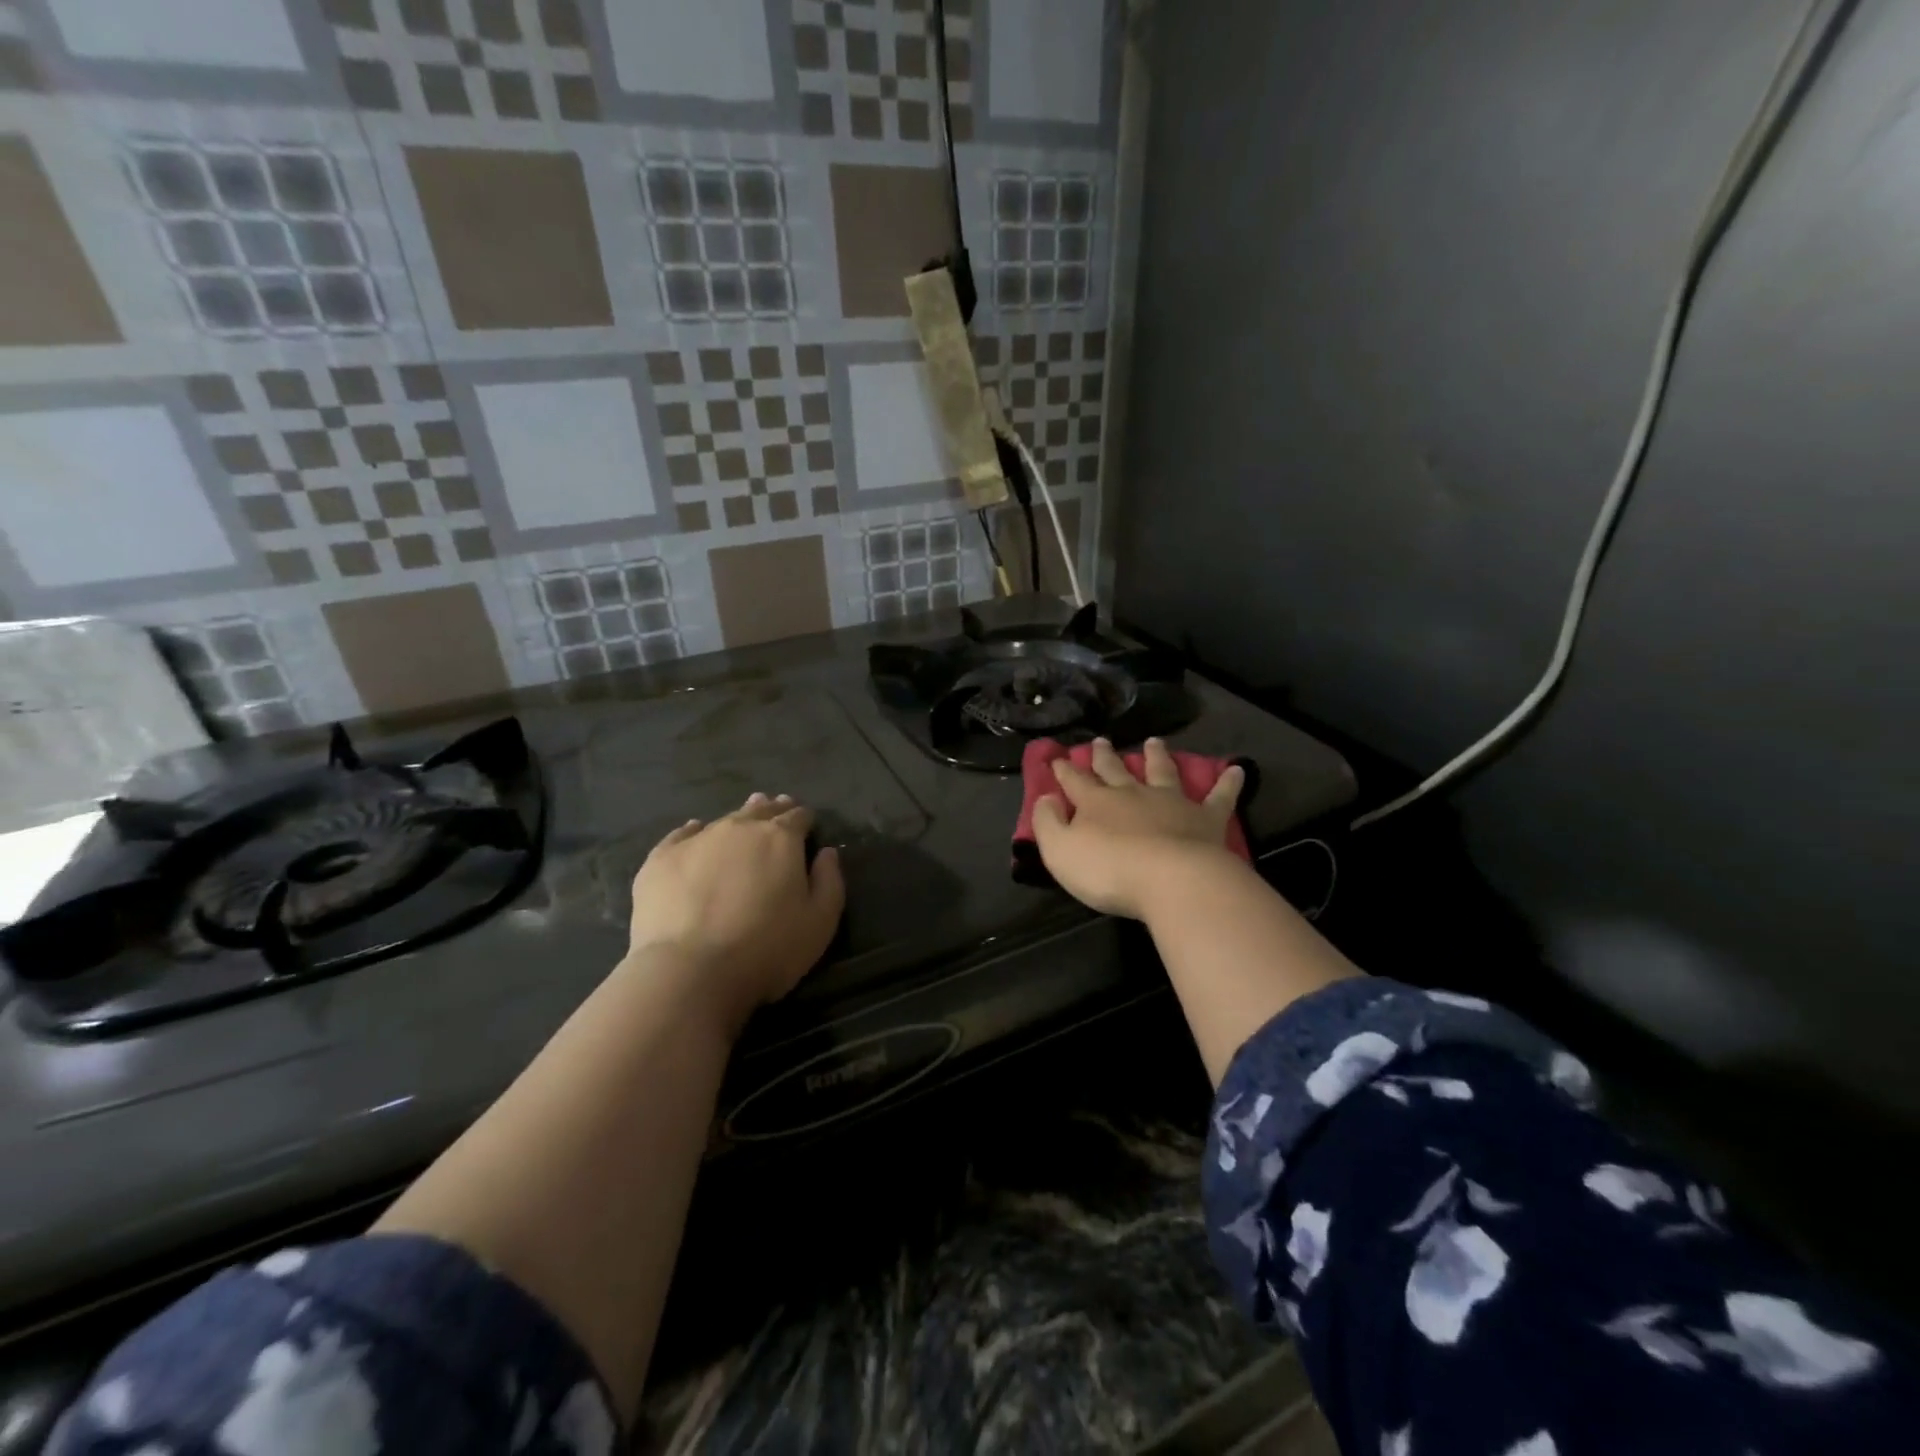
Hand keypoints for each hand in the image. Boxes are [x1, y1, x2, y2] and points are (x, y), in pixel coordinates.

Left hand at [625, 793, 844, 1031]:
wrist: (690, 972)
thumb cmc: (767, 949)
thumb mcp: (820, 922)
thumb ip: (829, 881)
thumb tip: (827, 853)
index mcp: (780, 839)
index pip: (798, 817)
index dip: (805, 820)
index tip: (808, 826)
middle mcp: (739, 828)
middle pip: (760, 811)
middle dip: (772, 811)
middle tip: (777, 811)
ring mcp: (696, 840)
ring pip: (723, 820)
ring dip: (737, 820)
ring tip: (742, 819)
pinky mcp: (660, 859)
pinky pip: (681, 835)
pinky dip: (693, 832)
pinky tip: (694, 832)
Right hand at [1032, 738, 1245, 919]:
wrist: (1172, 880)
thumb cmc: (1109, 870)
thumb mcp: (1060, 851)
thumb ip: (1048, 823)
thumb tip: (1046, 799)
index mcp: (1096, 802)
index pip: (1075, 781)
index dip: (1064, 770)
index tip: (1058, 758)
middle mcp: (1132, 794)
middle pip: (1115, 770)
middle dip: (1104, 756)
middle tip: (1100, 741)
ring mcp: (1171, 802)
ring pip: (1162, 771)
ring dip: (1156, 756)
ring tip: (1154, 742)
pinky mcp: (1205, 818)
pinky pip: (1219, 796)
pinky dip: (1228, 782)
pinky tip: (1237, 769)